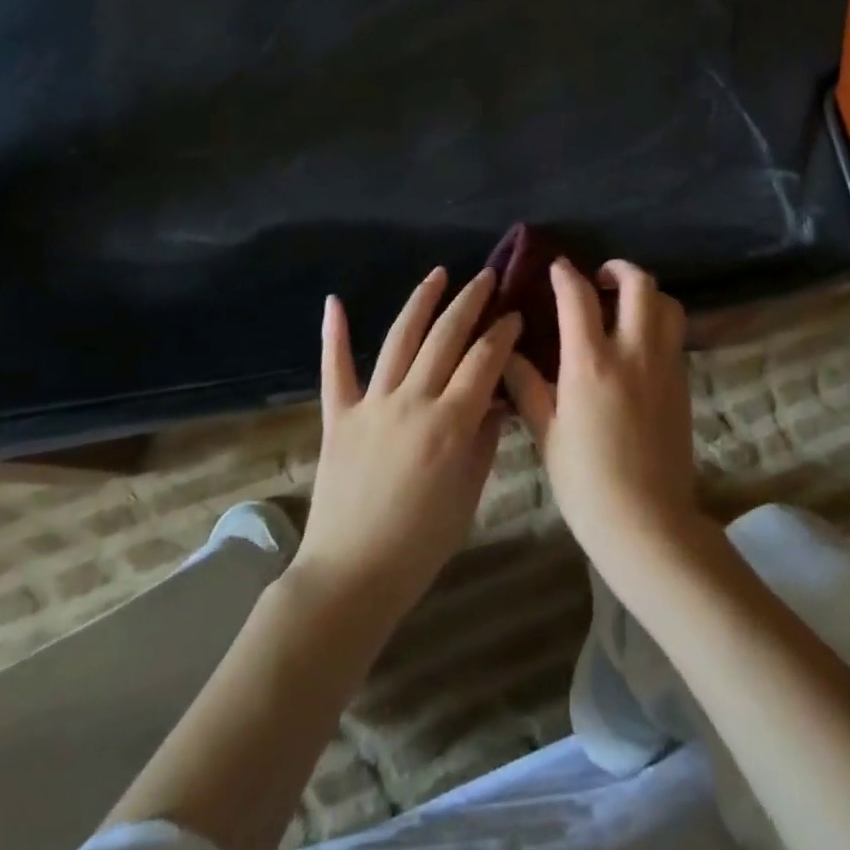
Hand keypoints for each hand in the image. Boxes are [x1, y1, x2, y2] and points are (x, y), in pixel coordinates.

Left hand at [293, 268, 518, 618]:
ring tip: (438, 274)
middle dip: (470, 302)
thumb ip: (485, 439)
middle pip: (446, 337)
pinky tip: (334, 301)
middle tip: (487, 278)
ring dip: (421, 302)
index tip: (515, 314)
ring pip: (399, 339)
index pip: (484, 360)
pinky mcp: (338, 416)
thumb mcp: (469, 493)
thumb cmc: (422, 543)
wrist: (352, 575)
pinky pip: (335, 369)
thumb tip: (496, 399)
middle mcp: (412, 401)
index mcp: (450, 422)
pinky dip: (334, 334)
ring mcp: (371, 404)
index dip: (503, 332)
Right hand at [503, 259, 695, 577]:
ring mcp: (664, 365)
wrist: (648, 522)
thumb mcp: (547, 434)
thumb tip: (508, 353)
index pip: (578, 297)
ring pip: (667, 304)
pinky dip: (659, 322)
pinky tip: (639, 343)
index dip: (565, 274)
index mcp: (591, 363)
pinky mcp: (683, 383)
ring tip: (625, 306)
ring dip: (646, 293)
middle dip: (618, 269)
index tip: (557, 268)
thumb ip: (528, 387)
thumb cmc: (586, 482)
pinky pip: (675, 334)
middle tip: (600, 279)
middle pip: (639, 284)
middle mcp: (633, 352)